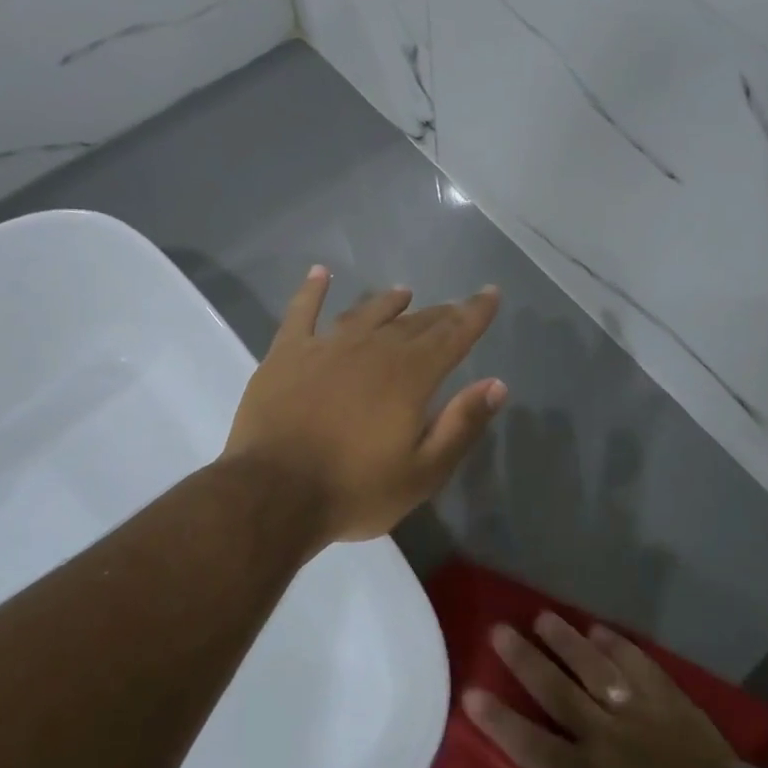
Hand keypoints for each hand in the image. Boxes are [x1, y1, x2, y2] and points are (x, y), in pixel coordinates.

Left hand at [224, 266, 506, 545]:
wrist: (272, 495)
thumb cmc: (354, 490)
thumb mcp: (423, 472)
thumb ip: (461, 425)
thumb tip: (496, 384)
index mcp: (410, 375)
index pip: (453, 335)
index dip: (476, 313)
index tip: (491, 293)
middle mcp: (373, 349)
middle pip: (414, 323)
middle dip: (440, 313)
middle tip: (455, 307)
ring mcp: (326, 346)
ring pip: (366, 313)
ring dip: (388, 302)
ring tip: (404, 293)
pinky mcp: (287, 353)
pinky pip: (302, 311)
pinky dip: (313, 290)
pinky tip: (320, 273)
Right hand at [464, 613, 745, 767]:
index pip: (530, 744)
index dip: (498, 719)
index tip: (471, 692)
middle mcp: (605, 737)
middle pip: (557, 691)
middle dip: (525, 660)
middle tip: (500, 631)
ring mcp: (638, 713)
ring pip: (594, 667)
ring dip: (566, 641)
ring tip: (543, 617)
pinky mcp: (669, 701)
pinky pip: (638, 664)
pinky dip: (617, 645)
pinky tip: (599, 629)